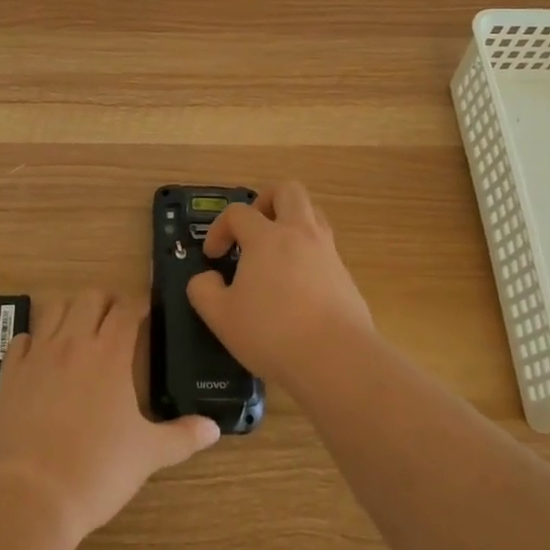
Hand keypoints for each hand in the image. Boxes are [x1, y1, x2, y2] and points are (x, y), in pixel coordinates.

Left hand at [0, 290, 220, 545]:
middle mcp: (74, 342)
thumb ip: (182, 436)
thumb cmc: (96, 472)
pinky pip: (22, 339)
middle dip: (106, 301)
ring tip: (80, 330)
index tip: (147, 311)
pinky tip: (40, 356)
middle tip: (116, 320)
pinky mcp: (10, 374)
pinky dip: (34, 340)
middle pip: (90, 297)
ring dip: (70, 311)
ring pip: (54, 308)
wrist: (29, 497)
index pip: (127, 308)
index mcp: (111, 354)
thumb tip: (214, 428)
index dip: (139, 304)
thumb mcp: (148, 455)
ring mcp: (38, 355)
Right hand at [187, 181, 374, 390]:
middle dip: (266, 201)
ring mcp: (327, 252)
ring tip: (276, 253)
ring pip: (313, 214)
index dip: (219, 228)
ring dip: (292, 223)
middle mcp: (300, 234)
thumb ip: (203, 291)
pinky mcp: (346, 275)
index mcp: (267, 237)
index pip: (238, 213)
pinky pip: (325, 249)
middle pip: (288, 191)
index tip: (213, 256)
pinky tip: (298, 287)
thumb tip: (206, 278)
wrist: (336, 359)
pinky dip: (308, 255)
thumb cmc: (272, 333)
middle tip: (253, 229)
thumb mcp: (221, 317)